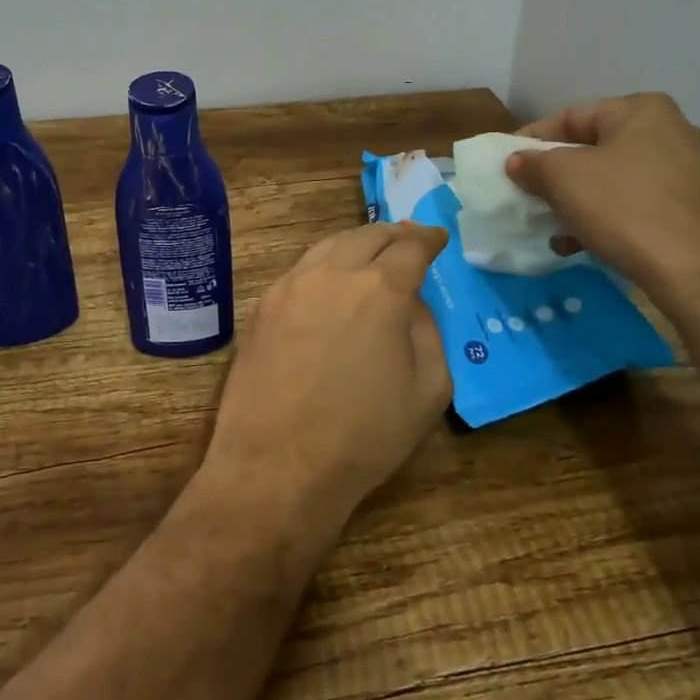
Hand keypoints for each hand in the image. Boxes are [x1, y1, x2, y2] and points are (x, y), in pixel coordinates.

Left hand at [203, 222, 451, 530]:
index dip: (428, 239)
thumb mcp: (428, 390)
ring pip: (329, 246)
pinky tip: (329, 281)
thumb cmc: (364, 436)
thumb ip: (428, 333)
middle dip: (393, 234)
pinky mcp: (262, 306)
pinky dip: (324, 265)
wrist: (278, 465)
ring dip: (356, 243)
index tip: (437, 237)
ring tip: (370, 252)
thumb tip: (412, 304)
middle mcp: (333, 273)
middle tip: (408, 238)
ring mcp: (291, 286)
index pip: (410, 247)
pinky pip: (300, 271)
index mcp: (380, 290)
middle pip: (368, 236)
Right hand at [504, 94, 699, 305]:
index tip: (506, 163)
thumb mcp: (563, 178)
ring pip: (614, 179)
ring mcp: (687, 171)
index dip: (532, 139)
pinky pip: (636, 204)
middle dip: (556, 175)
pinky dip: (606, 218)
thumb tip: (516, 162)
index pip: (571, 116)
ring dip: (578, 201)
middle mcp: (671, 131)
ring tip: (552, 227)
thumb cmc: (624, 208)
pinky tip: (581, 244)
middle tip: (527, 195)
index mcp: (641, 110)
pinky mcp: (693, 208)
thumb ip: (533, 163)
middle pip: (593, 149)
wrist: (697, 270)